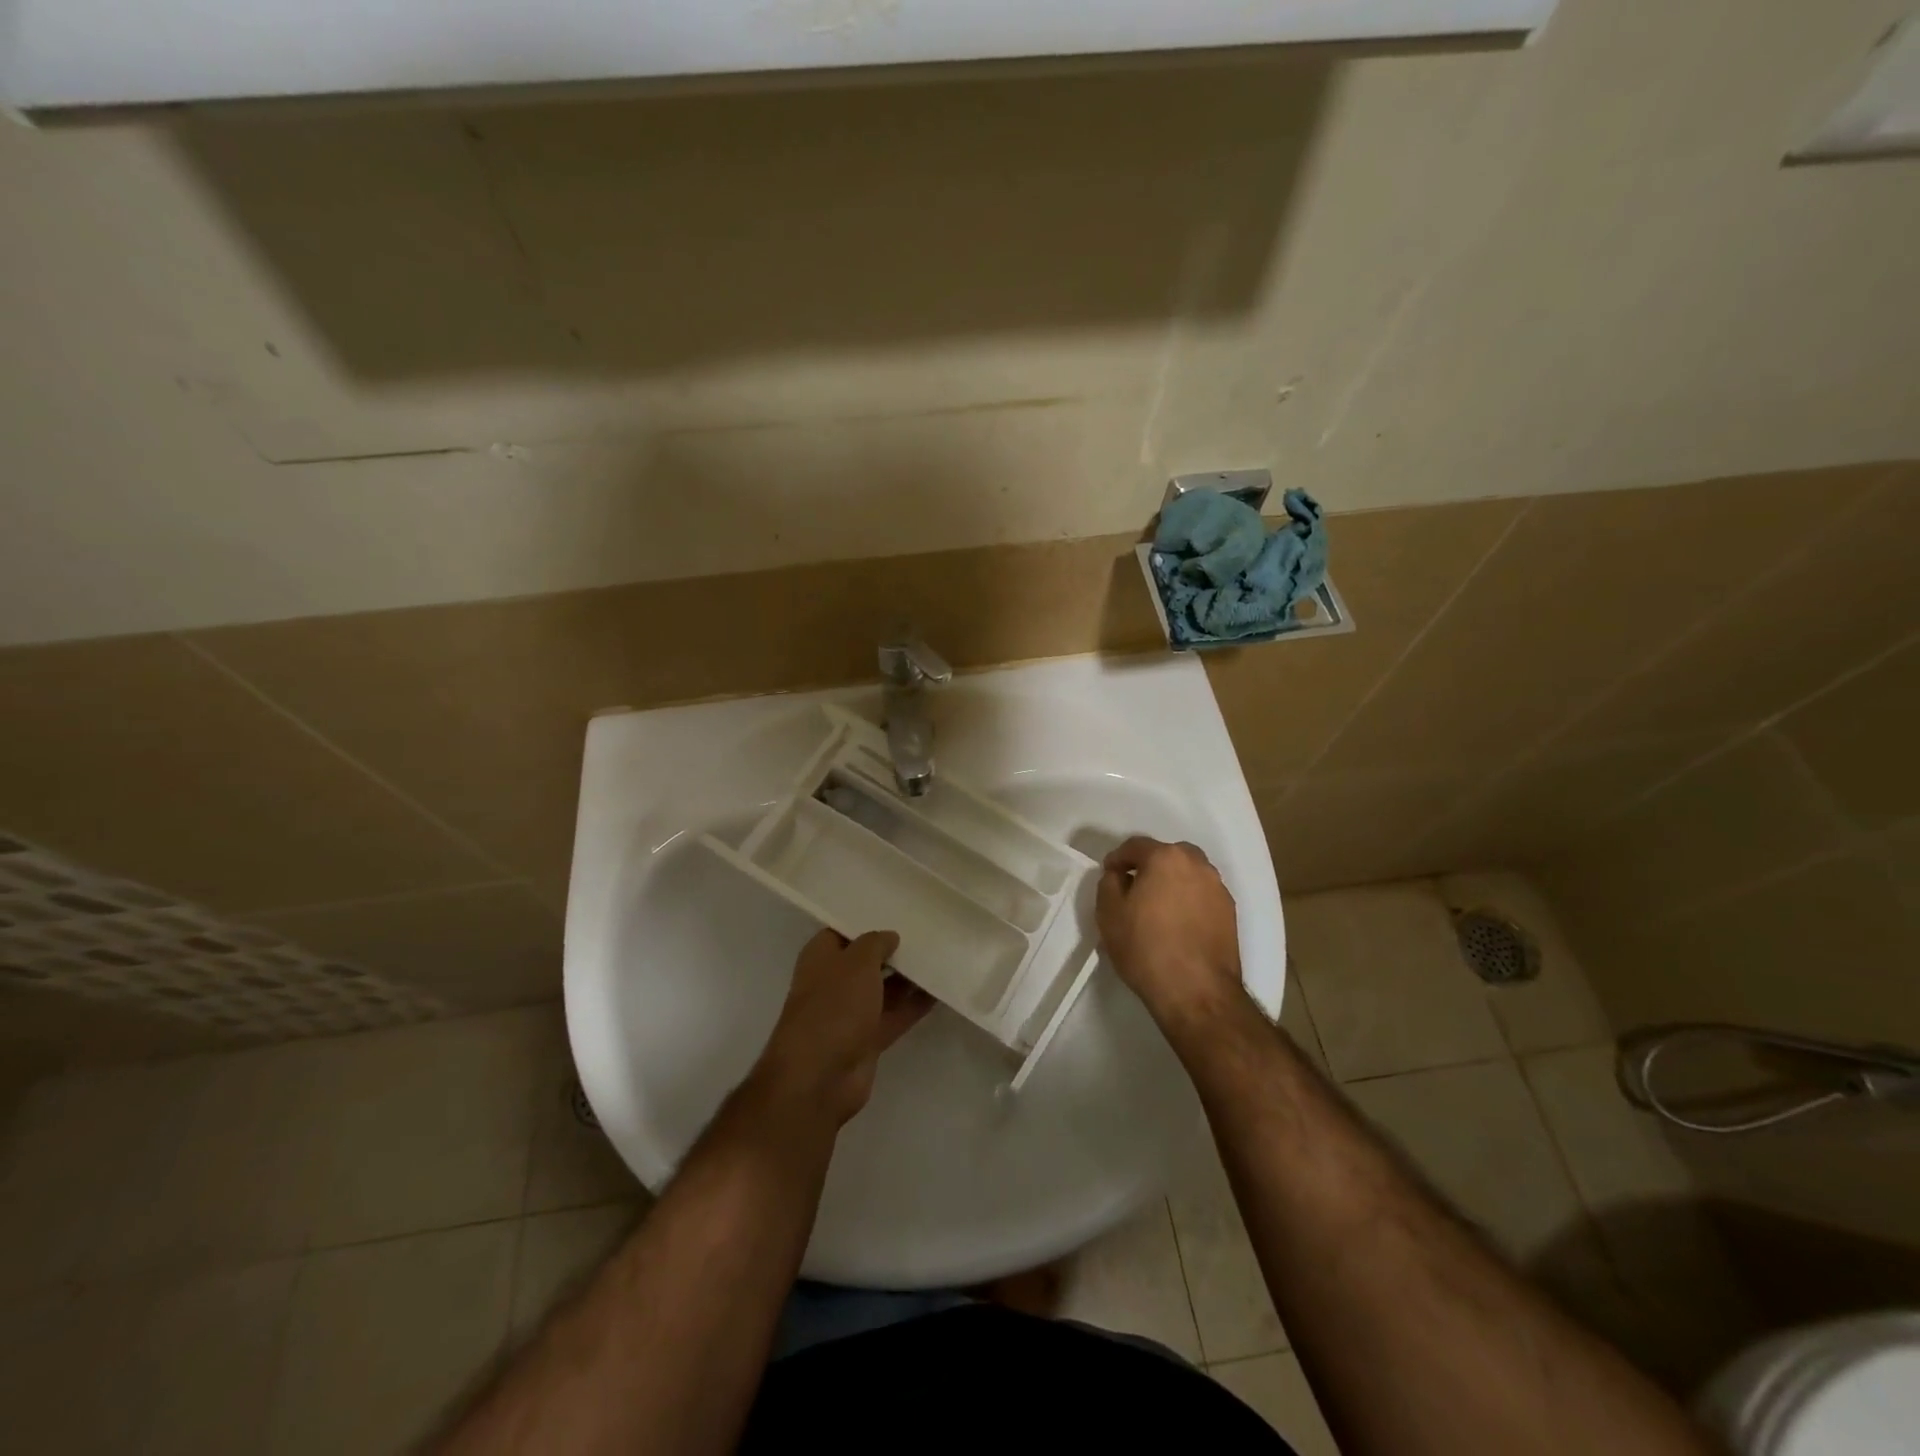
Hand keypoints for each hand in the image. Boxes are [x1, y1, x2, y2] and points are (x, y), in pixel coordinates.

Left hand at [748, 929, 933, 1126]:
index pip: (843, 931)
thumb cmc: (834, 1006)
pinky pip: (896, 1015)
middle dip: (892, 950)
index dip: (867, 921)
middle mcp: (834, 982)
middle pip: (866, 960)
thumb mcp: (857, 962)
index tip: (898, 911)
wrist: (820, 1076)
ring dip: (907, 977)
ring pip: (883, 988)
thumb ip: (875, 943)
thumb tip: (889, 937)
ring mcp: (851, 1013)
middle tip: (927, 932)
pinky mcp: (868, 1039)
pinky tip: (940, 990)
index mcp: (820, 957)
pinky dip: (915, 1005)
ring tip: (939, 957)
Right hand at [1097, 837, 1243, 1029]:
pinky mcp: (1230, 913)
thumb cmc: (1146, 948)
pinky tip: (1178, 924)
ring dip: (1172, 883)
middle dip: (1149, 866)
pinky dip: (1189, 901)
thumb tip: (1119, 875)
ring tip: (1158, 909)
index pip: (1135, 846)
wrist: (1197, 992)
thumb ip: (1109, 883)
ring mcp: (1218, 888)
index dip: (1117, 859)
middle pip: (1167, 855)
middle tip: (1134, 889)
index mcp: (1166, 858)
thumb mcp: (1109, 913)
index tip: (1109, 876)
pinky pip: (1202, 895)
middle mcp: (1197, 865)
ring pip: (1188, 874)